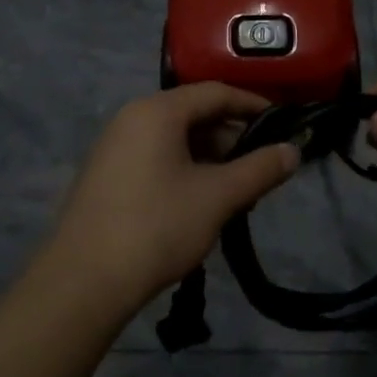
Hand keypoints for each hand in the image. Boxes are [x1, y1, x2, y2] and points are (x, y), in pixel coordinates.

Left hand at [48, 83, 300, 313]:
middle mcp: (132, 117)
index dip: (253, 106)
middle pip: (194, 112)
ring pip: (174, 137)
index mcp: (157, 111)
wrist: (82, 284)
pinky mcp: (105, 174)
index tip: (282, 124)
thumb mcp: (217, 197)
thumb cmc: (156, 228)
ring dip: (209, 156)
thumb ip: (259, 169)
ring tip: (234, 189)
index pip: (216, 92)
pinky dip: (184, 167)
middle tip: (260, 165)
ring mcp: (114, 145)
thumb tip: (294, 151)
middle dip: (231, 136)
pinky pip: (155, 155)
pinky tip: (199, 201)